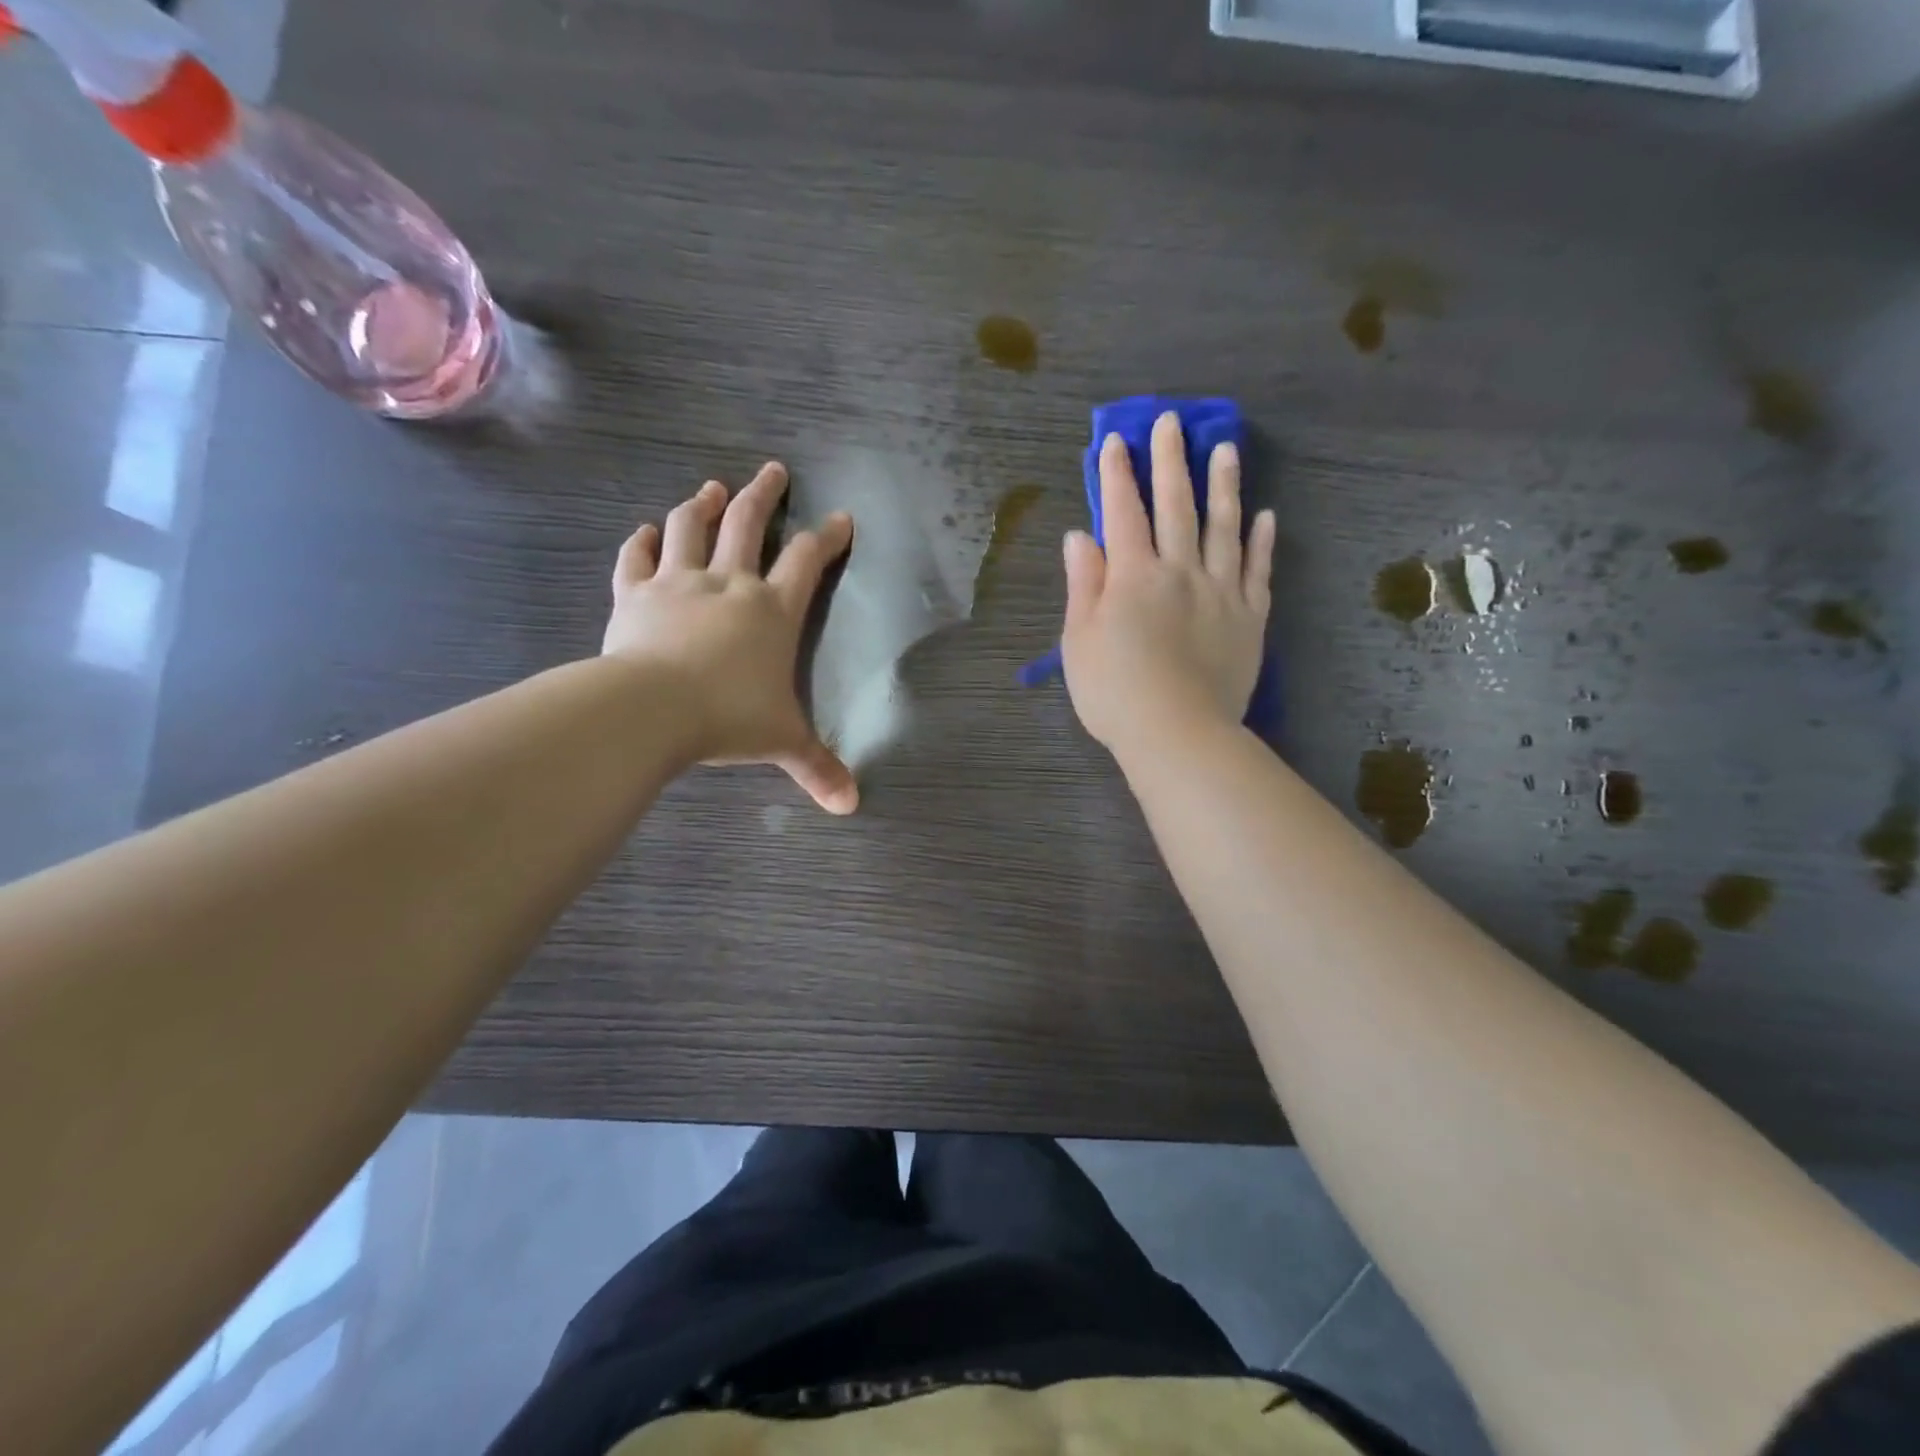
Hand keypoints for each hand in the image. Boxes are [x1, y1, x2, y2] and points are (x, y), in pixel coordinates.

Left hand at [603, 463, 858, 813]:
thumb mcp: (782, 742)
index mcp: (771, 610)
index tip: (841, 517)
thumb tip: (852, 805)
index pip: (807, 560)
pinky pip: (636, 559)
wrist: (651, 709)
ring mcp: (677, 583)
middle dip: (763, 494)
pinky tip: (645, 532)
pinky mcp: (634, 594)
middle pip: (747, 524)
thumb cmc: (728, 718)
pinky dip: (641, 542)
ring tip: (710, 488)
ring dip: (702, 504)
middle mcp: (728, 584)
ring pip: (689, 528)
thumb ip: (818, 768)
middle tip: (772, 470)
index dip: (828, 536)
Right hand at [1061, 412, 1274, 763]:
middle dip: (1170, 461)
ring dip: (1224, 485)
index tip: (1116, 441)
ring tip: (1226, 448)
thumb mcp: (1079, 640)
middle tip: (1172, 421)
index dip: (1117, 476)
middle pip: (1176, 506)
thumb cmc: (1115, 692)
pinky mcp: (1250, 618)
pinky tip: (1266, 516)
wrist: (1177, 733)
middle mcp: (1180, 571)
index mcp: (1133, 576)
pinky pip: (1258, 570)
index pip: (1123, 513)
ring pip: (1224, 527)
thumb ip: (1083, 584)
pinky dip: (1261, 541)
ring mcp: (1221, 592)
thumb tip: (1080, 536)